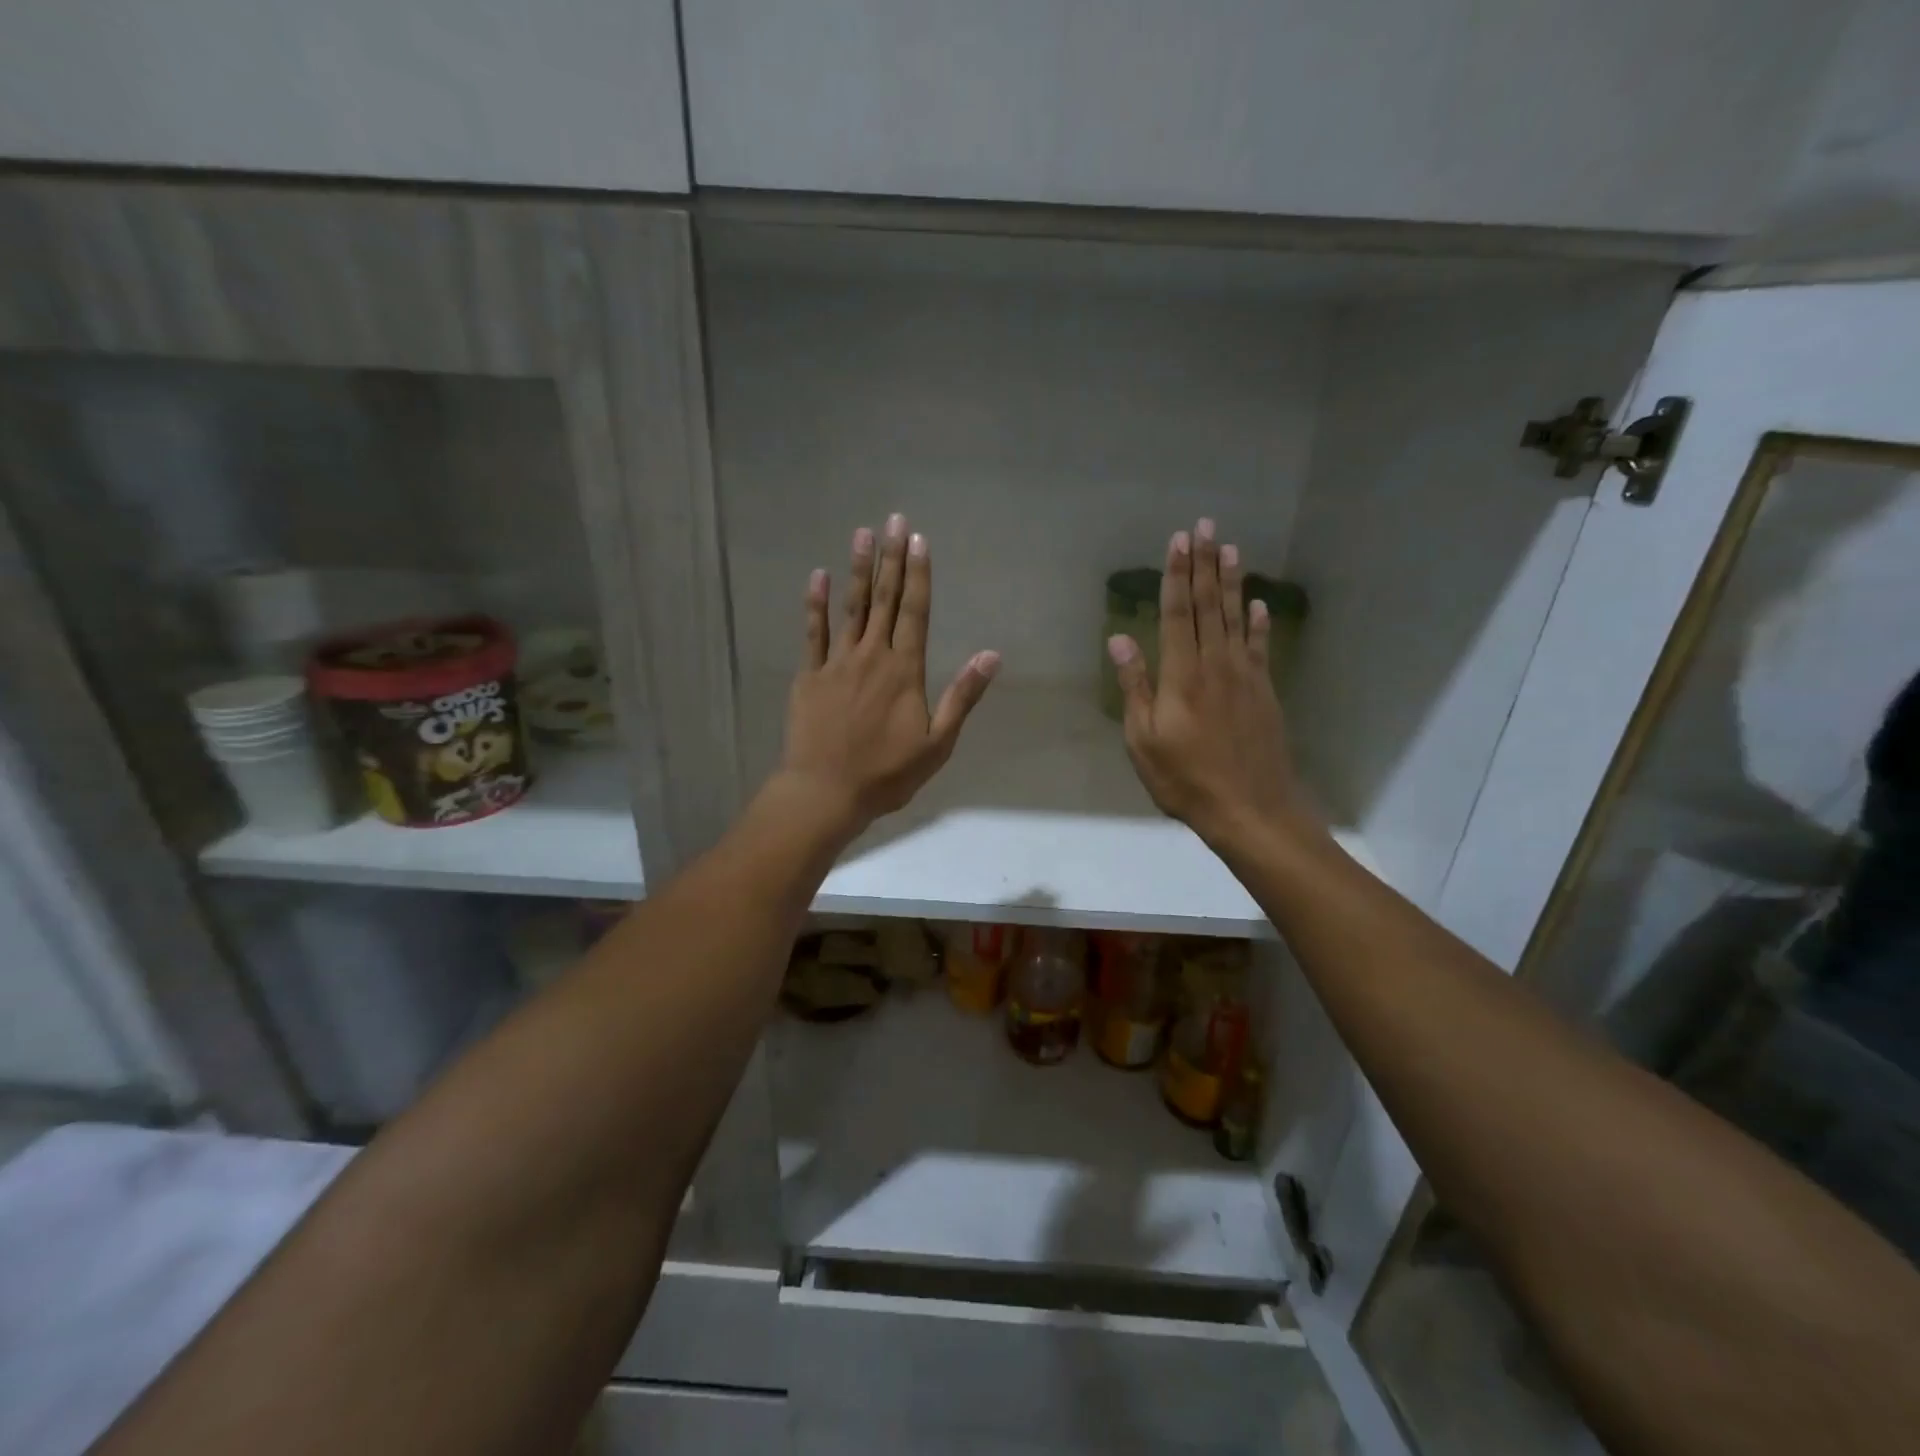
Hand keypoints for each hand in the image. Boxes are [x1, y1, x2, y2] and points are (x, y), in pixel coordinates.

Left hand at [778, 513, 998, 835]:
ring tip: (863, 534)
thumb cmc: (887, 773)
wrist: (826, 792)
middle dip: (892, 558)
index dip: (918, 574)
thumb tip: (991, 655)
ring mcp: (837, 663)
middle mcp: (872, 656)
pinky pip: (813, 633)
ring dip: (859, 570)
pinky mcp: (809, 676)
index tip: (919, 540)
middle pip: (884, 600)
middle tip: (895, 520)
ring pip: (850, 607)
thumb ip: (962, 696)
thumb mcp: (937, 743)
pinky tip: (819, 577)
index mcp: (904, 670)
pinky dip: (815, 604)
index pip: (915, 612)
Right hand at [1109, 518, 1318, 853]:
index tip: (1179, 541)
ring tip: (1230, 548)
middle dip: (1205, 564)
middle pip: (1209, 606)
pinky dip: (1259, 623)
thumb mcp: (1144, 740)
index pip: (1179, 613)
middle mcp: (1216, 664)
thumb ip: (1135, 687)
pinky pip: (1261, 647)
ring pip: (1236, 618)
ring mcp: (1245, 676)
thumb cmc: (1186, 779)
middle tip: (1205, 526)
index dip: (1177, 575)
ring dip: (1232, 582)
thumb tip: (1119, 640)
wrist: (1251, 810)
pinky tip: (1258, 605)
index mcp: (1182, 675)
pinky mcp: (1264, 692)